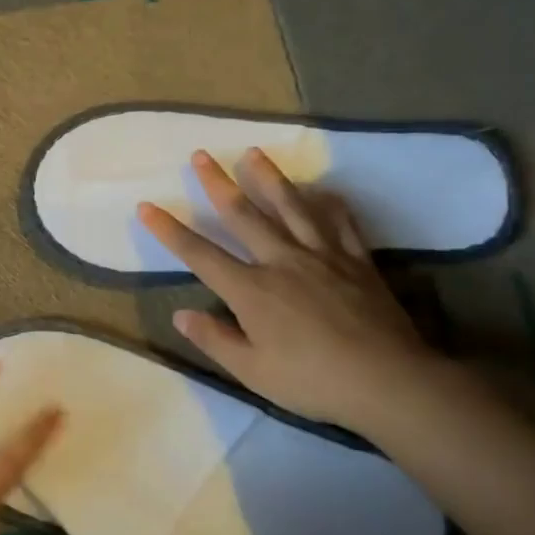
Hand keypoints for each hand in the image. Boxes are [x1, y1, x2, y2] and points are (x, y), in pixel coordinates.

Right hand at [138, 148, 441, 435]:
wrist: (386, 380)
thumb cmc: (311, 381)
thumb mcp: (252, 372)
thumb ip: (215, 339)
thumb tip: (180, 314)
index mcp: (252, 290)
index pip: (200, 255)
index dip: (170, 230)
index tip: (147, 206)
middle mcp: (282, 261)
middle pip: (244, 215)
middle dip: (218, 184)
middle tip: (201, 154)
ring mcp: (323, 256)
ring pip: (291, 207)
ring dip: (269, 178)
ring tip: (253, 153)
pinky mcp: (357, 261)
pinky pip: (341, 222)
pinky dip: (329, 202)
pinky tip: (322, 189)